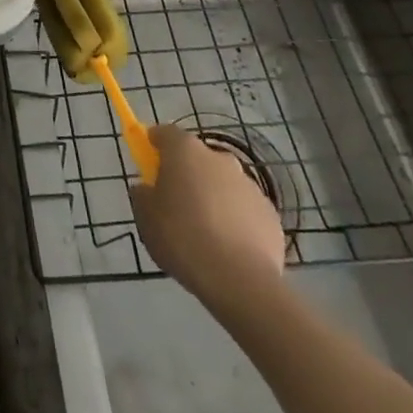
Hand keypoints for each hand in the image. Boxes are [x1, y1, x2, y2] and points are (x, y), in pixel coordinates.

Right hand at [130, 123, 286, 315]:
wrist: (240, 280)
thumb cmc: (182, 238)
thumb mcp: (145, 218)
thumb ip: (143, 195)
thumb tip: (147, 188)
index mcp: (185, 151)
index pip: (166, 132)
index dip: (155, 143)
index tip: (149, 160)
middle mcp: (219, 158)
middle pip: (198, 158)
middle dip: (187, 174)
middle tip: (176, 203)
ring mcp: (249, 186)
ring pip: (223, 184)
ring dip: (213, 197)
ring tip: (205, 234)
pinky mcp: (270, 215)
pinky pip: (245, 210)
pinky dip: (236, 221)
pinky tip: (229, 249)